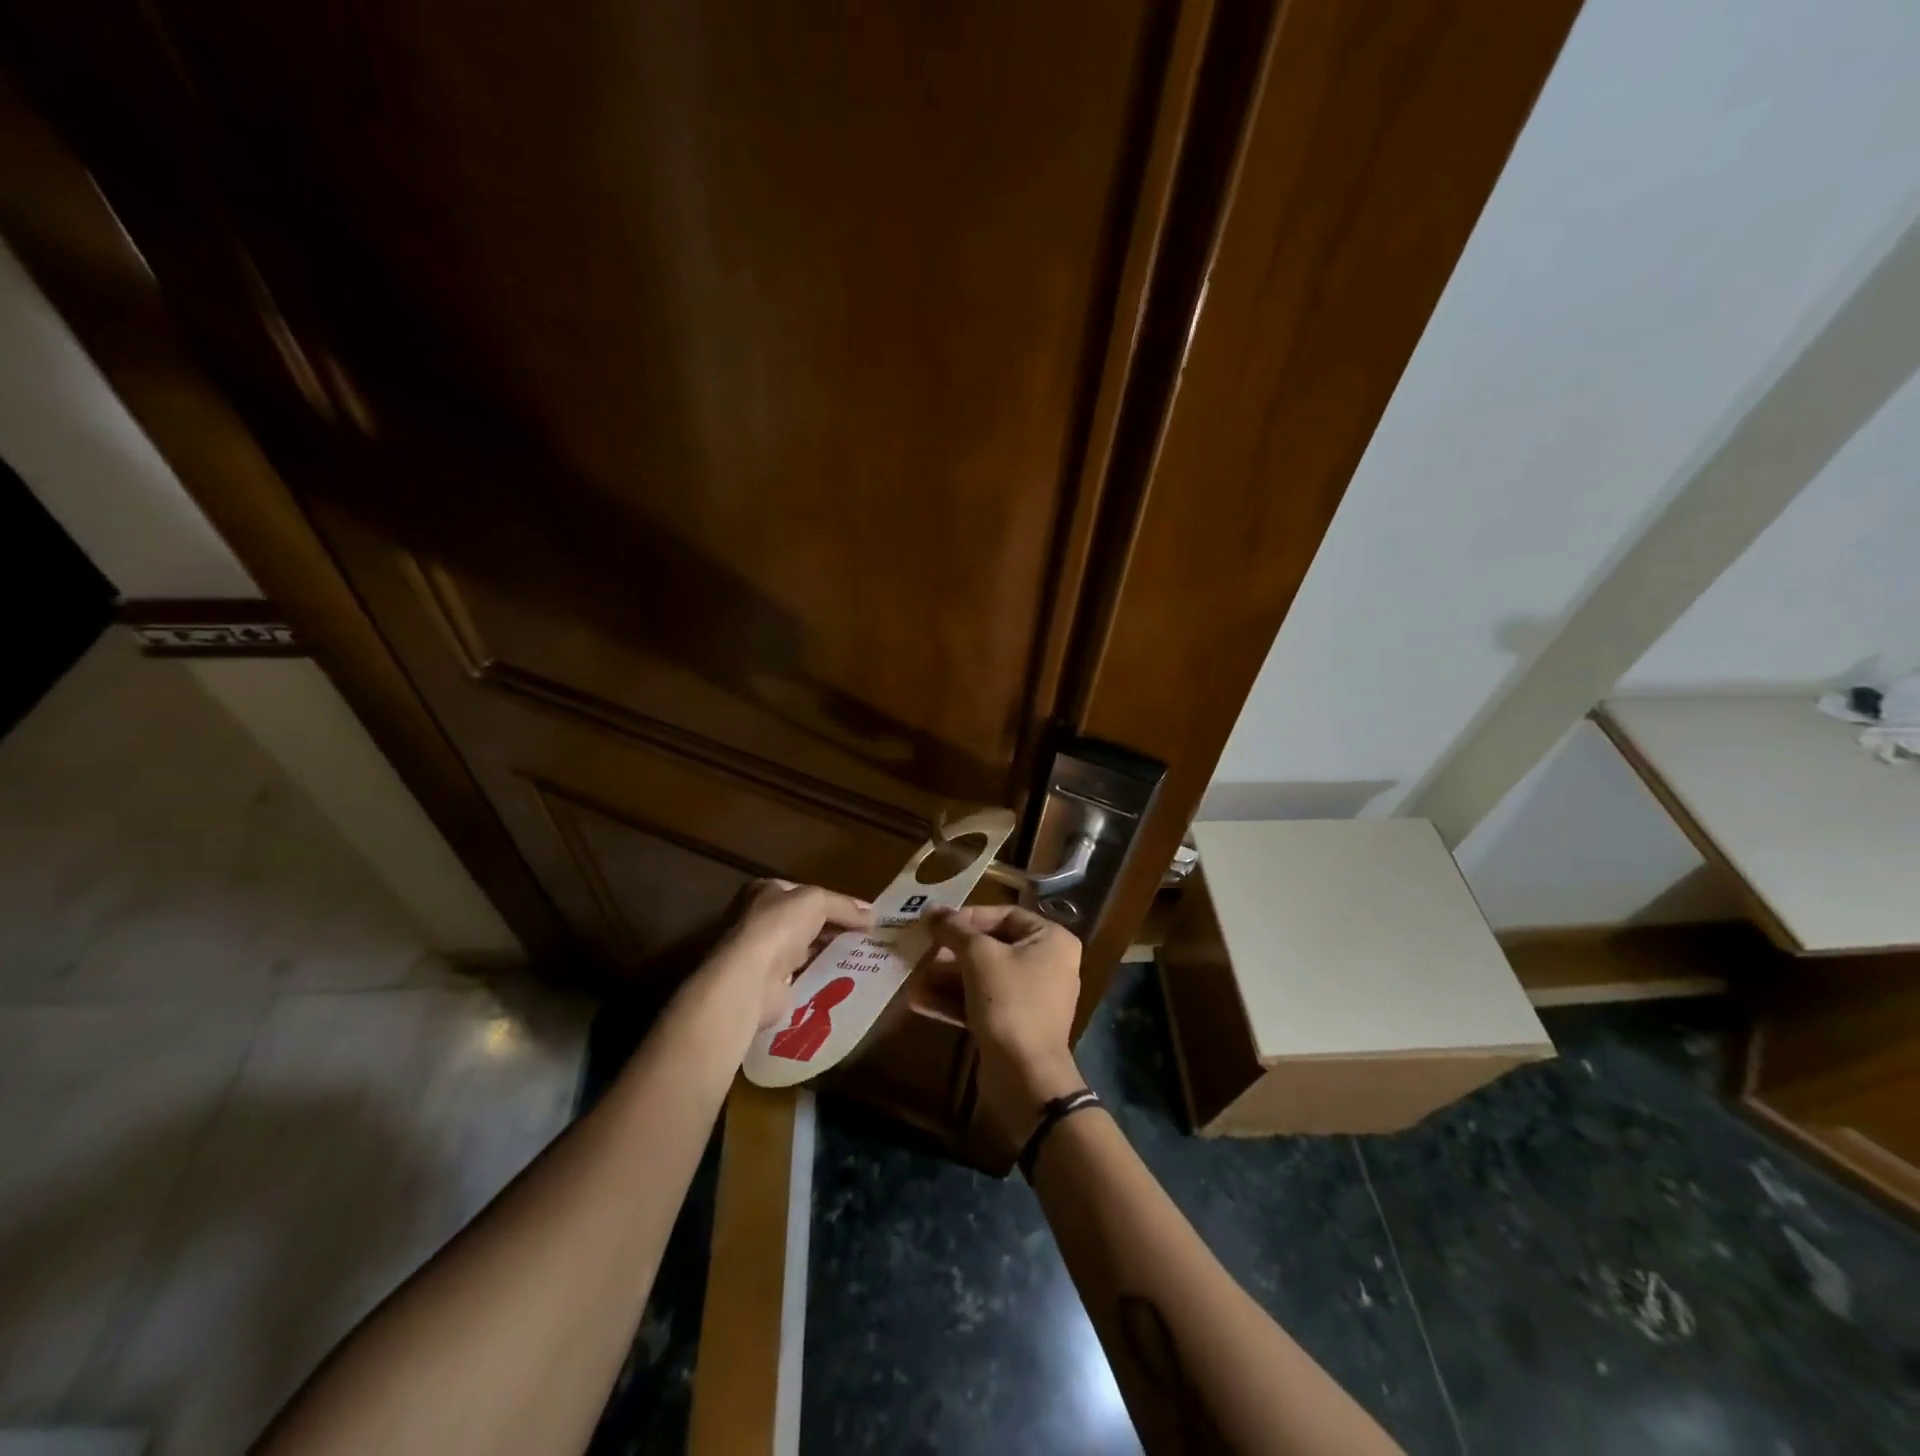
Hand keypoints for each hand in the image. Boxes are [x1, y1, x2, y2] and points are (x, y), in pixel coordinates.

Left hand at [698, 879, 871, 1043]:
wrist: (749, 979)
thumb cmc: (778, 927)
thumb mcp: (817, 901)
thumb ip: (844, 906)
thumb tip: (872, 915)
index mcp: (765, 891)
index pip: (806, 893)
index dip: (836, 901)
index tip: (863, 914)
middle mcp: (759, 919)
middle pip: (806, 920)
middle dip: (835, 927)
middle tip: (866, 937)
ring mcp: (762, 951)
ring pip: (805, 948)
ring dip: (829, 951)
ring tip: (862, 957)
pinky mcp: (769, 982)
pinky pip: (803, 974)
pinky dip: (820, 974)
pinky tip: (844, 977)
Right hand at [925, 905, 1084, 1149]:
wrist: (1025, 1077)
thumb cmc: (1009, 1002)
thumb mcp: (978, 957)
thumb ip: (954, 930)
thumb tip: (930, 910)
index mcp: (1050, 940)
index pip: (1005, 915)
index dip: (968, 917)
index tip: (937, 925)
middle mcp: (1046, 964)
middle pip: (991, 946)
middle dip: (951, 950)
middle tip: (919, 950)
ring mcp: (1030, 997)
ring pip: (983, 977)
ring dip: (946, 976)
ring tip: (911, 975)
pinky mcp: (1013, 1024)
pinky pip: (982, 1002)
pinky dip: (953, 1000)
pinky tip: (918, 1000)